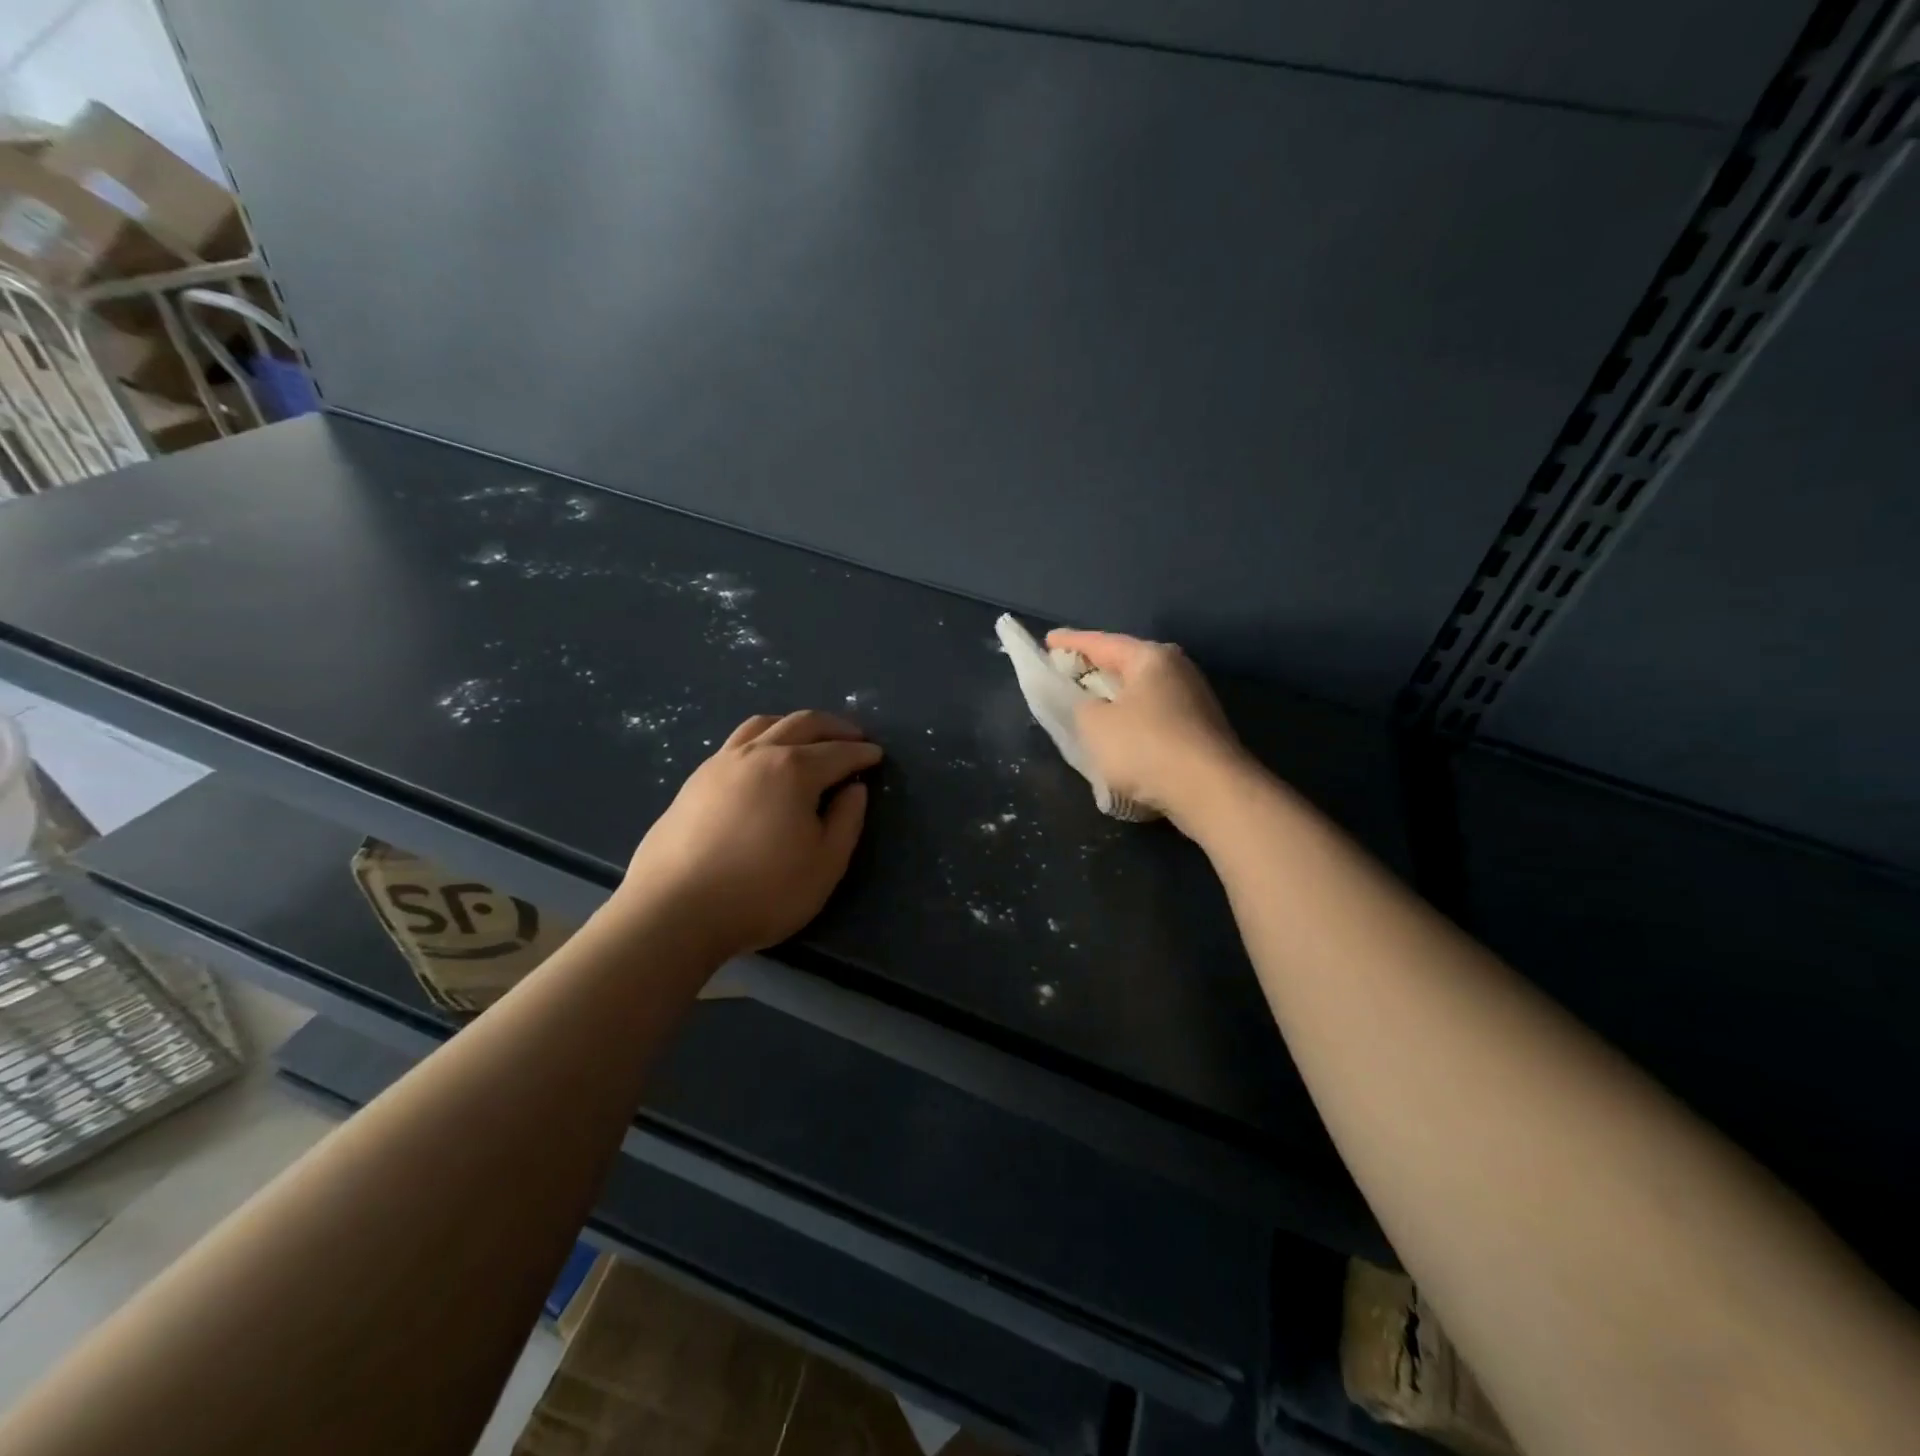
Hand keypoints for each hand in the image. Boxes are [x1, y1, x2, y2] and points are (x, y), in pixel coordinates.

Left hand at [616, 711, 881, 962]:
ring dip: (793, 725)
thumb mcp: (824, 864)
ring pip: (762, 725)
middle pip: (801, 724)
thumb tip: (854, 789)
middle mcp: (757, 754)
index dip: (861, 753)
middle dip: (833, 727)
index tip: (877, 755)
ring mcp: (720, 764)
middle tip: (853, 735)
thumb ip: (846, 821)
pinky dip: (762, 739)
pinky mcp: (694, 781)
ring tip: (807, 738)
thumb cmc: (762, 892)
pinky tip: (762, 762)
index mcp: (793, 770)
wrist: (674, 912)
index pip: (838, 752)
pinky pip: (736, 743)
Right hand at [1045, 629, 1251, 833]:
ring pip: (1141, 691)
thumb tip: (1089, 704)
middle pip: (1126, 663)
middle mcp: (1177, 669)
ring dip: (1115, 698)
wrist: (1211, 792)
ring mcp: (1194, 699)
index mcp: (1150, 657)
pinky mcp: (1201, 730)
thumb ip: (1079, 705)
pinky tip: (1121, 736)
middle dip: (1096, 668)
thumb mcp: (1094, 724)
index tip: (1048, 641)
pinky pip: (1155, 715)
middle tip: (1067, 672)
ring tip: (1090, 706)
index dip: (1070, 642)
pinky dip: (1133, 720)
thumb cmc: (1145, 748)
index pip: (1101, 642)